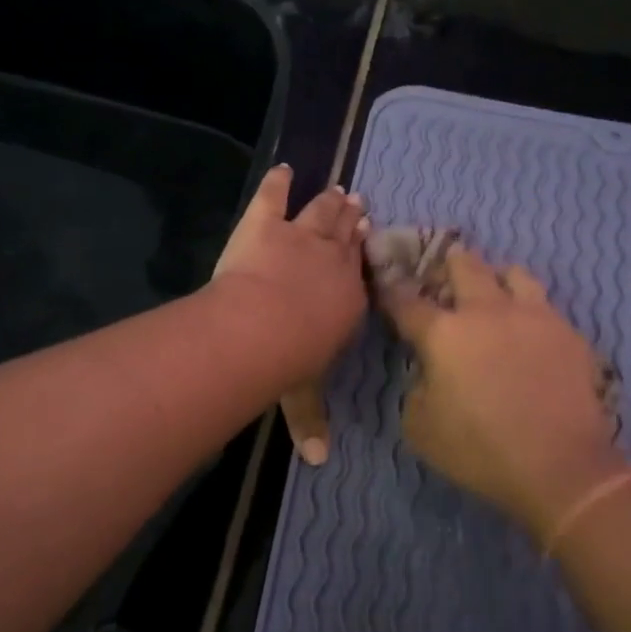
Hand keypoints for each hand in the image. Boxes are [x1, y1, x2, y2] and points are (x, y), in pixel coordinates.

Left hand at [213, 164, 369, 463]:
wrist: (262, 326)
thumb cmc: (289, 362)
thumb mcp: (304, 394)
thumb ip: (312, 422)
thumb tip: (320, 462)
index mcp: (348, 299)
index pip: (360, 274)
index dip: (364, 257)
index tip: (369, 242)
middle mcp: (333, 263)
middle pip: (346, 237)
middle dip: (353, 221)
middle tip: (360, 204)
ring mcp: (301, 238)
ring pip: (321, 214)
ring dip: (330, 202)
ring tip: (339, 190)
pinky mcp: (266, 224)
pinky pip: (274, 197)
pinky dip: (278, 182)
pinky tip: (283, 169)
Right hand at [379, 246, 626, 536]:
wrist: (560, 466)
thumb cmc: (480, 450)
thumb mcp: (420, 429)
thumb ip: (417, 389)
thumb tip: (430, 372)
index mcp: (444, 333)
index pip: (408, 303)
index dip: (393, 293)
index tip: (388, 287)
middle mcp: (487, 312)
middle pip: (464, 266)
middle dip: (448, 265)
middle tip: (445, 278)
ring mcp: (533, 316)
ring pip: (513, 274)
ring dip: (497, 279)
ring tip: (495, 297)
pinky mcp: (569, 333)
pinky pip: (546, 307)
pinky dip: (531, 313)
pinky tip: (531, 335)